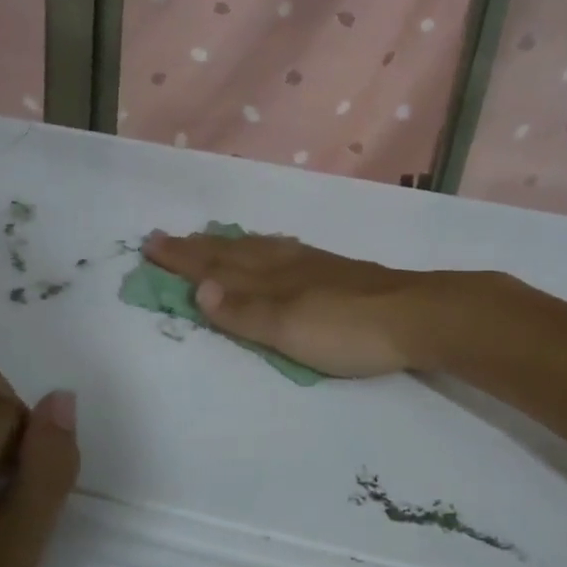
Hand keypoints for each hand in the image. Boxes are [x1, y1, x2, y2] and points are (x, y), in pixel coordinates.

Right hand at [143, 230, 436, 377]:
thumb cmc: (348, 329)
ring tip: (209, 238)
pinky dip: (263, 247)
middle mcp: (285, 264)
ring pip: (257, 248)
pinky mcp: (335, 271)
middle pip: (232, 252)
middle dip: (196, 248)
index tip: (150, 245)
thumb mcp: (289, 328)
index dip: (182, 258)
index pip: (215, 267)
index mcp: (269, 278)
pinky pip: (283, 251)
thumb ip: (245, 311)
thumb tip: (198, 290)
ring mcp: (312, 265)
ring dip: (227, 244)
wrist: (416, 316)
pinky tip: (272, 248)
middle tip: (165, 237)